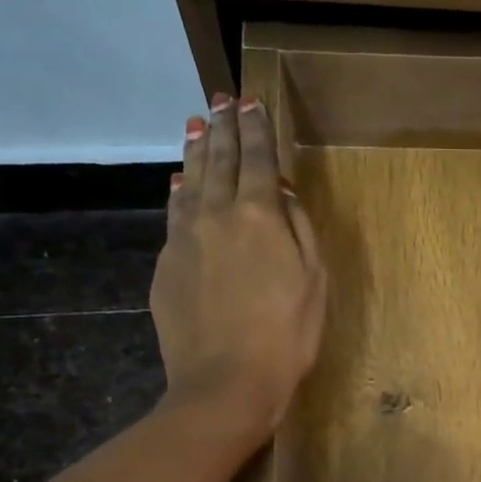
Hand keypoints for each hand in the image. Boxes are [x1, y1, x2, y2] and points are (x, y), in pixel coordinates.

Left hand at [152, 96, 326, 434]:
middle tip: (221, 100)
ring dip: (195, 150)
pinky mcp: (166, 263)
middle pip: (219, 161)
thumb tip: (281, 193)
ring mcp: (185, 238)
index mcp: (260, 216)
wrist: (226, 382)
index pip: (257, 159)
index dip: (256, 129)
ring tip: (197, 125)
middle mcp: (217, 215)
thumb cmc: (286, 336)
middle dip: (223, 127)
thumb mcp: (313, 282)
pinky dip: (179, 190)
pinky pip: (174, 213)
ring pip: (189, 180)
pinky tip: (179, 182)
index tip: (251, 101)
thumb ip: (299, 231)